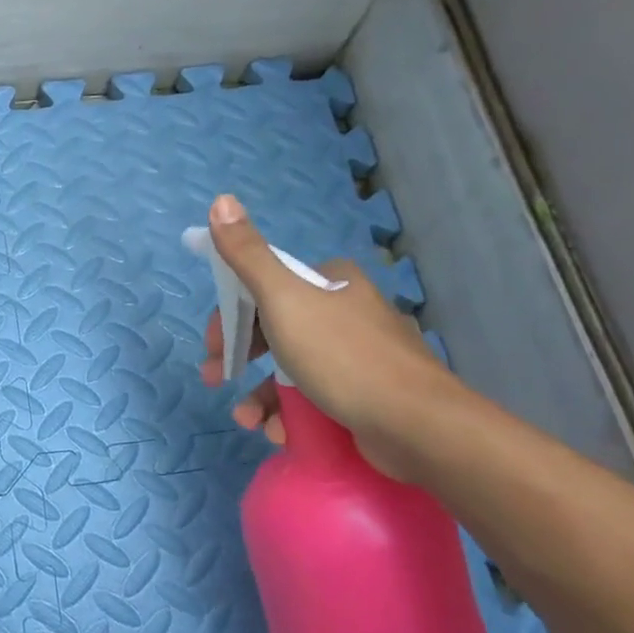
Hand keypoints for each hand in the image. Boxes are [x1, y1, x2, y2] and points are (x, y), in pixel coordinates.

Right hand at [198, 194, 450, 478]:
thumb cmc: (343, 356)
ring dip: (261, 396)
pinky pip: (316, 398)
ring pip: (292, 369)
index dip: (233, 316)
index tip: (215, 347)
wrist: (417, 425)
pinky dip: (292, 414)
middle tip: (217, 380)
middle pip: (275, 329)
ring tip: (249, 422)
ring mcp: (359, 355)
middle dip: (241, 358)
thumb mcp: (285, 299)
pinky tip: (281, 433)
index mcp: (331, 281)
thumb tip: (220, 200)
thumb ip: (248, 255)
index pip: (266, 288)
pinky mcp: (367, 395)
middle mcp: (347, 311)